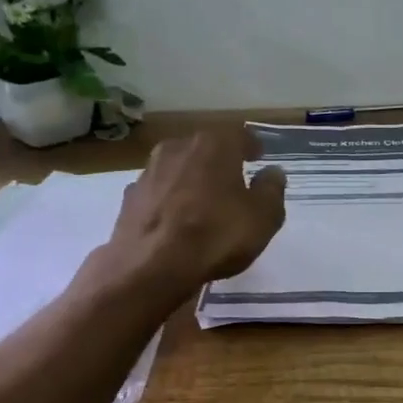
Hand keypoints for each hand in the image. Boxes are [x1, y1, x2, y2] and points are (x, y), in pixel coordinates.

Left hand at [101, 128, 286, 295]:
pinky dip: (169, 200)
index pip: (239, 135)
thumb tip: (273, 173)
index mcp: (214, 145)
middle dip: (219, 161)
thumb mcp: (263, 217)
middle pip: (205, 148)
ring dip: (191, 179)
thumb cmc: (217, 235)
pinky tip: (175, 219)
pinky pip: (159, 192)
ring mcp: (149, 171)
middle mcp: (178, 148)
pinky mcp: (129, 198)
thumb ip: (271, 190)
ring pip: (178, 168)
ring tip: (203, 201)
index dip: (251, 145)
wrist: (151, 267)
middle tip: (233, 179)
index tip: (258, 156)